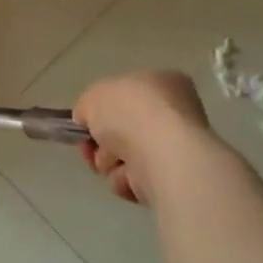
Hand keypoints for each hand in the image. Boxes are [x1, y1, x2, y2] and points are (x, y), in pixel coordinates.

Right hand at [72, 70, 214, 205]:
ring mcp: (176, 148)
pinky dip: (125, 180)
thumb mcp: (92, 96)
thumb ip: (86, 107)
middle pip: (124, 130)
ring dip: (109, 161)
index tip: (87, 122)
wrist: (161, 153)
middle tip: (91, 146)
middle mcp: (175, 113)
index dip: (103, 108)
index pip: (128, 94)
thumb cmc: (130, 112)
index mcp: (163, 82)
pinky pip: (136, 180)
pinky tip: (129, 176)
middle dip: (102, 141)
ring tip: (113, 160)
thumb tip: (88, 120)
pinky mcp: (174, 180)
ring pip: (126, 157)